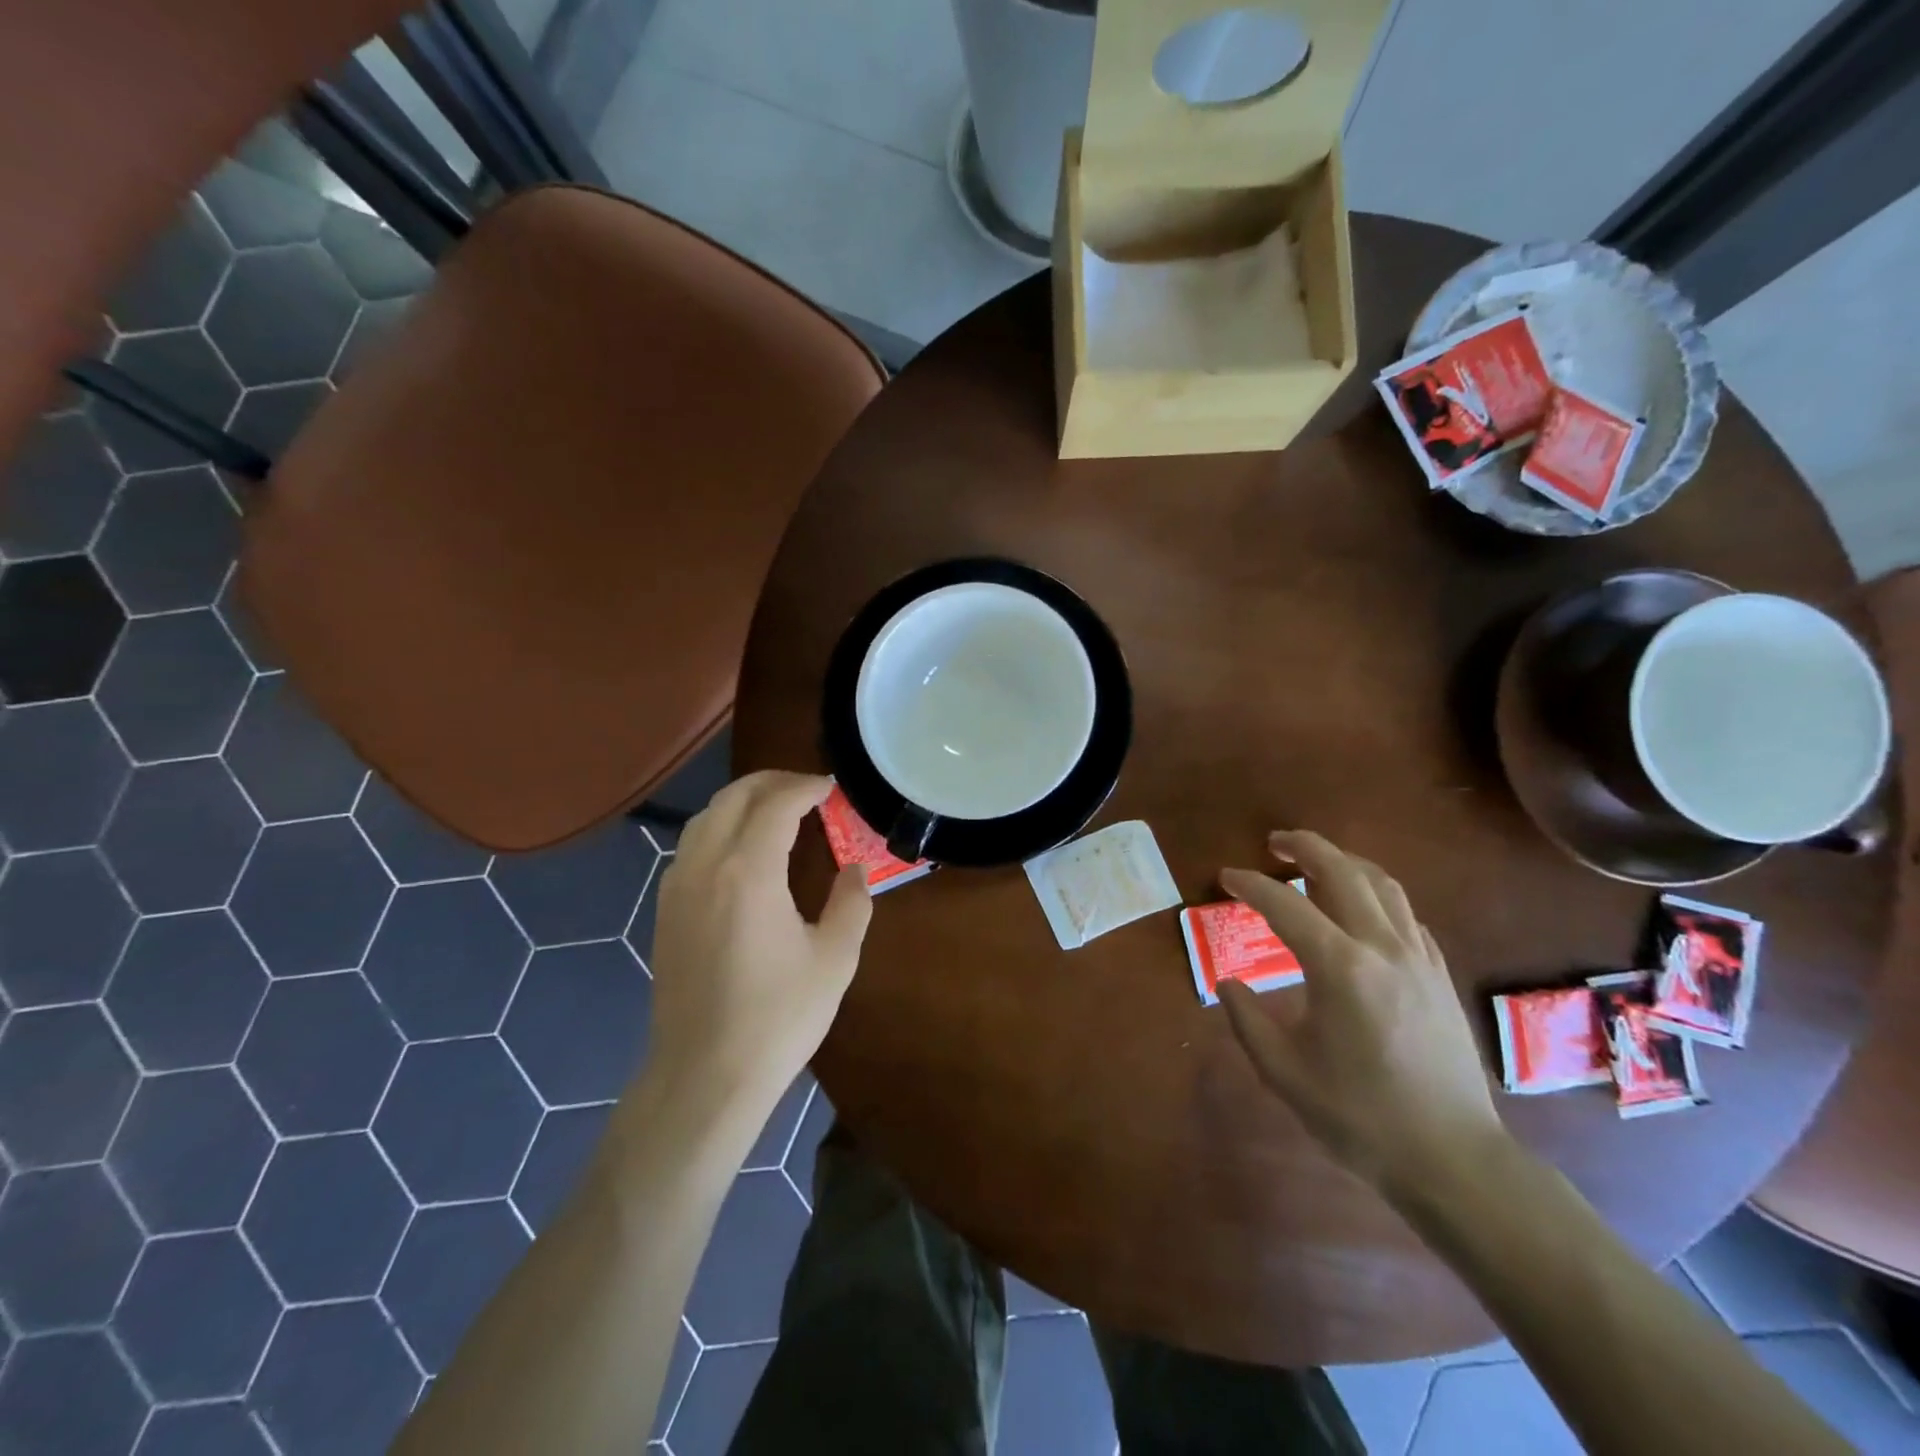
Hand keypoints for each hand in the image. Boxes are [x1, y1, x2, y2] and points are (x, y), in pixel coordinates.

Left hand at [643, 772, 870, 1121]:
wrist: (705, 1075)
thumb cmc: (778, 1017)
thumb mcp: (834, 959)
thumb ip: (851, 903)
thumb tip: (855, 870)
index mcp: (748, 871)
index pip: (776, 804)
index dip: (806, 787)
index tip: (832, 787)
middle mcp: (705, 866)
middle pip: (734, 797)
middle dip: (772, 782)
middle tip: (807, 790)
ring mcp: (677, 887)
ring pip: (705, 817)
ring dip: (742, 802)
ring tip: (777, 812)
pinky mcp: (665, 910)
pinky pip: (691, 846)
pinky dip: (719, 828)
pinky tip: (742, 851)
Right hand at [1218, 831, 1504, 1189]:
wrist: (1453, 1159)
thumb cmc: (1360, 1116)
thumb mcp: (1284, 1072)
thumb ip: (1246, 1019)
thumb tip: (1228, 983)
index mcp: (1340, 967)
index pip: (1285, 905)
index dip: (1250, 885)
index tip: (1225, 877)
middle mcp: (1382, 948)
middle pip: (1343, 871)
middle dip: (1305, 847)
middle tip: (1274, 842)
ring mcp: (1419, 958)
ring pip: (1382, 884)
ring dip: (1345, 862)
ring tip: (1316, 862)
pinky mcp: (1439, 974)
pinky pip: (1405, 913)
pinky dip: (1375, 894)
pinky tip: (1360, 910)